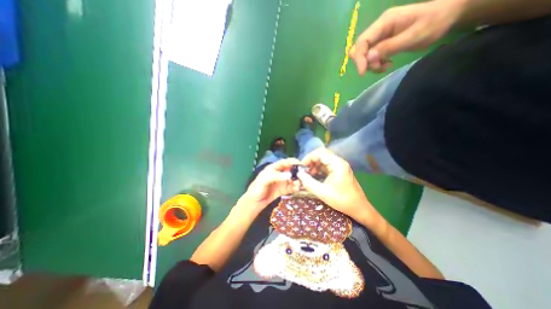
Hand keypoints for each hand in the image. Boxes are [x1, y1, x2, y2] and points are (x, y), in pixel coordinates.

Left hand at [241, 158, 300, 212]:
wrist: (254, 203)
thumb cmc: (256, 189)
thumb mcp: (264, 180)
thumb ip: (276, 176)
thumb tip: (289, 175)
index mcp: (273, 168)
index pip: (284, 162)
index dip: (292, 162)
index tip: (300, 164)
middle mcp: (279, 173)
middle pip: (291, 170)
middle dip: (297, 172)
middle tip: (303, 176)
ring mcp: (282, 182)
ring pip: (293, 179)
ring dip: (298, 180)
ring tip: (300, 184)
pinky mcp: (284, 190)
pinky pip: (292, 187)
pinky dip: (296, 187)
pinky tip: (297, 189)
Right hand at [298, 148, 383, 229]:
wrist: (359, 208)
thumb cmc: (342, 200)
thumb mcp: (322, 192)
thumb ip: (308, 182)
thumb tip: (298, 174)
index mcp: (337, 164)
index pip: (320, 153)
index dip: (309, 157)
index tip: (301, 166)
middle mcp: (339, 162)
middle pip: (322, 154)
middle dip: (311, 161)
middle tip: (304, 170)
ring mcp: (340, 166)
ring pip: (324, 159)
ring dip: (314, 164)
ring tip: (308, 174)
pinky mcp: (339, 171)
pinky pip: (327, 165)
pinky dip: (319, 168)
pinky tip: (314, 176)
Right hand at [350, 1, 461, 73]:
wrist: (448, 15)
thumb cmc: (434, 22)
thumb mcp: (414, 36)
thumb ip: (390, 47)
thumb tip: (368, 58)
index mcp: (384, 22)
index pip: (362, 41)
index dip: (359, 58)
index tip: (363, 72)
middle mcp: (378, 28)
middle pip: (360, 48)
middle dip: (365, 62)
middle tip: (379, 67)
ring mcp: (380, 36)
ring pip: (364, 54)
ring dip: (371, 64)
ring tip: (385, 66)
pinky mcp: (382, 43)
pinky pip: (371, 56)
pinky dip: (376, 63)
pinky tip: (387, 64)